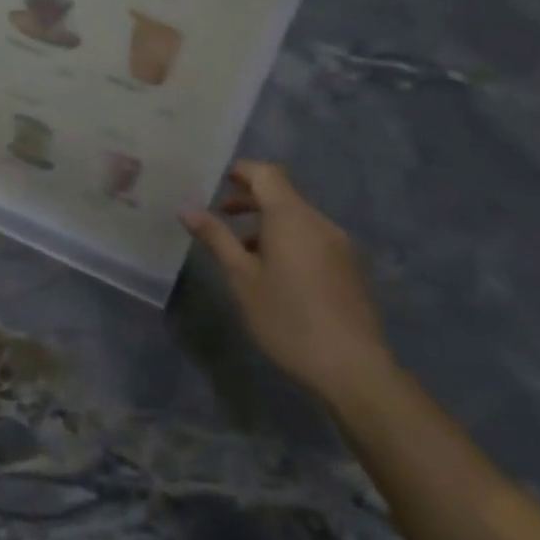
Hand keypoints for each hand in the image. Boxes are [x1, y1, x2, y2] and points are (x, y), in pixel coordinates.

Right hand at [182, 162, 394, 403]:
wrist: (352, 368)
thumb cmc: (287, 318)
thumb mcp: (241, 278)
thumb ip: (216, 238)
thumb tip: (187, 208)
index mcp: (291, 217)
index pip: (266, 173)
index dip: (241, 171)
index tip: (216, 182)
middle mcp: (319, 222)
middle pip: (282, 194)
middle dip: (250, 199)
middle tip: (220, 216)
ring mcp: (339, 245)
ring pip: (297, 218)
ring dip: (268, 222)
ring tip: (241, 251)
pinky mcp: (348, 268)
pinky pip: (312, 237)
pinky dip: (287, 239)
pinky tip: (273, 272)